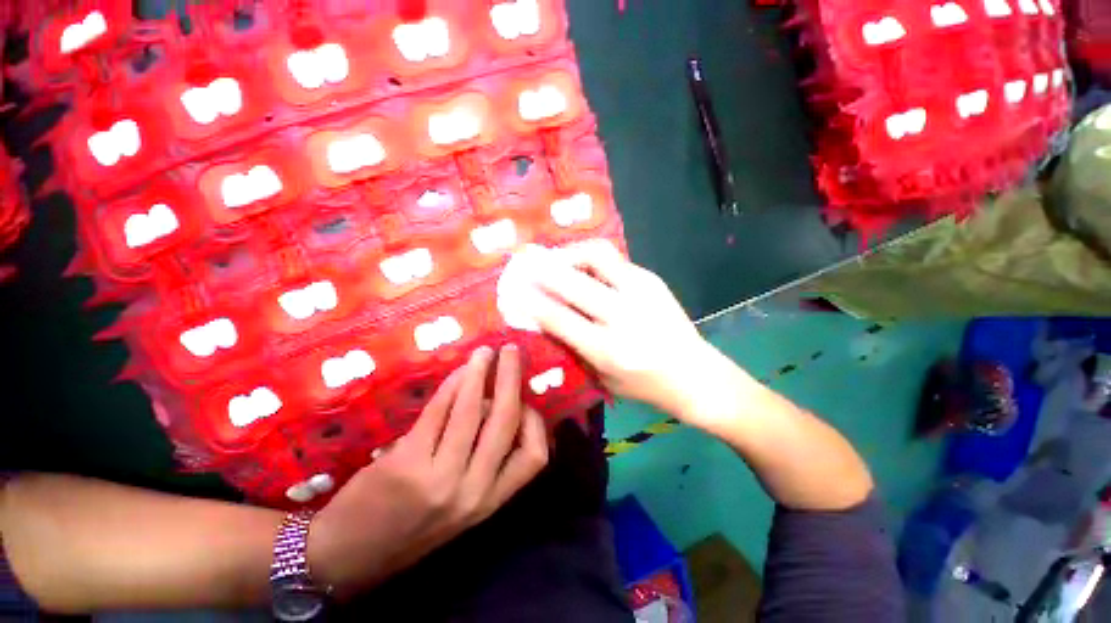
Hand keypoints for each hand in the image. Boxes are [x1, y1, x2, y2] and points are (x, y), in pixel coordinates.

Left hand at [308, 345, 548, 597]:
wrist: (350, 556)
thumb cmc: (412, 526)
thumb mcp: (462, 504)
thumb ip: (485, 461)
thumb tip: (497, 404)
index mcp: (489, 501)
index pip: (534, 457)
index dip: (535, 422)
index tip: (524, 401)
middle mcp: (472, 491)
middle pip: (505, 421)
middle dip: (511, 378)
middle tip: (510, 350)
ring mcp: (439, 478)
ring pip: (471, 411)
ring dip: (479, 373)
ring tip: (483, 352)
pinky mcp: (406, 464)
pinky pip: (438, 411)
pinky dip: (451, 385)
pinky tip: (456, 372)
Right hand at [524, 240, 724, 426]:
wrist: (696, 374)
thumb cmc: (645, 385)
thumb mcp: (602, 377)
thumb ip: (573, 346)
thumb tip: (544, 316)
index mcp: (609, 350)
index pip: (560, 319)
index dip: (533, 302)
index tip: (515, 291)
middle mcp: (624, 317)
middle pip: (575, 284)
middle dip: (543, 271)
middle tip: (526, 265)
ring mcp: (641, 292)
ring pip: (597, 256)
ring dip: (570, 254)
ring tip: (556, 260)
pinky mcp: (652, 279)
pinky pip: (613, 260)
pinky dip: (591, 260)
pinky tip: (583, 267)